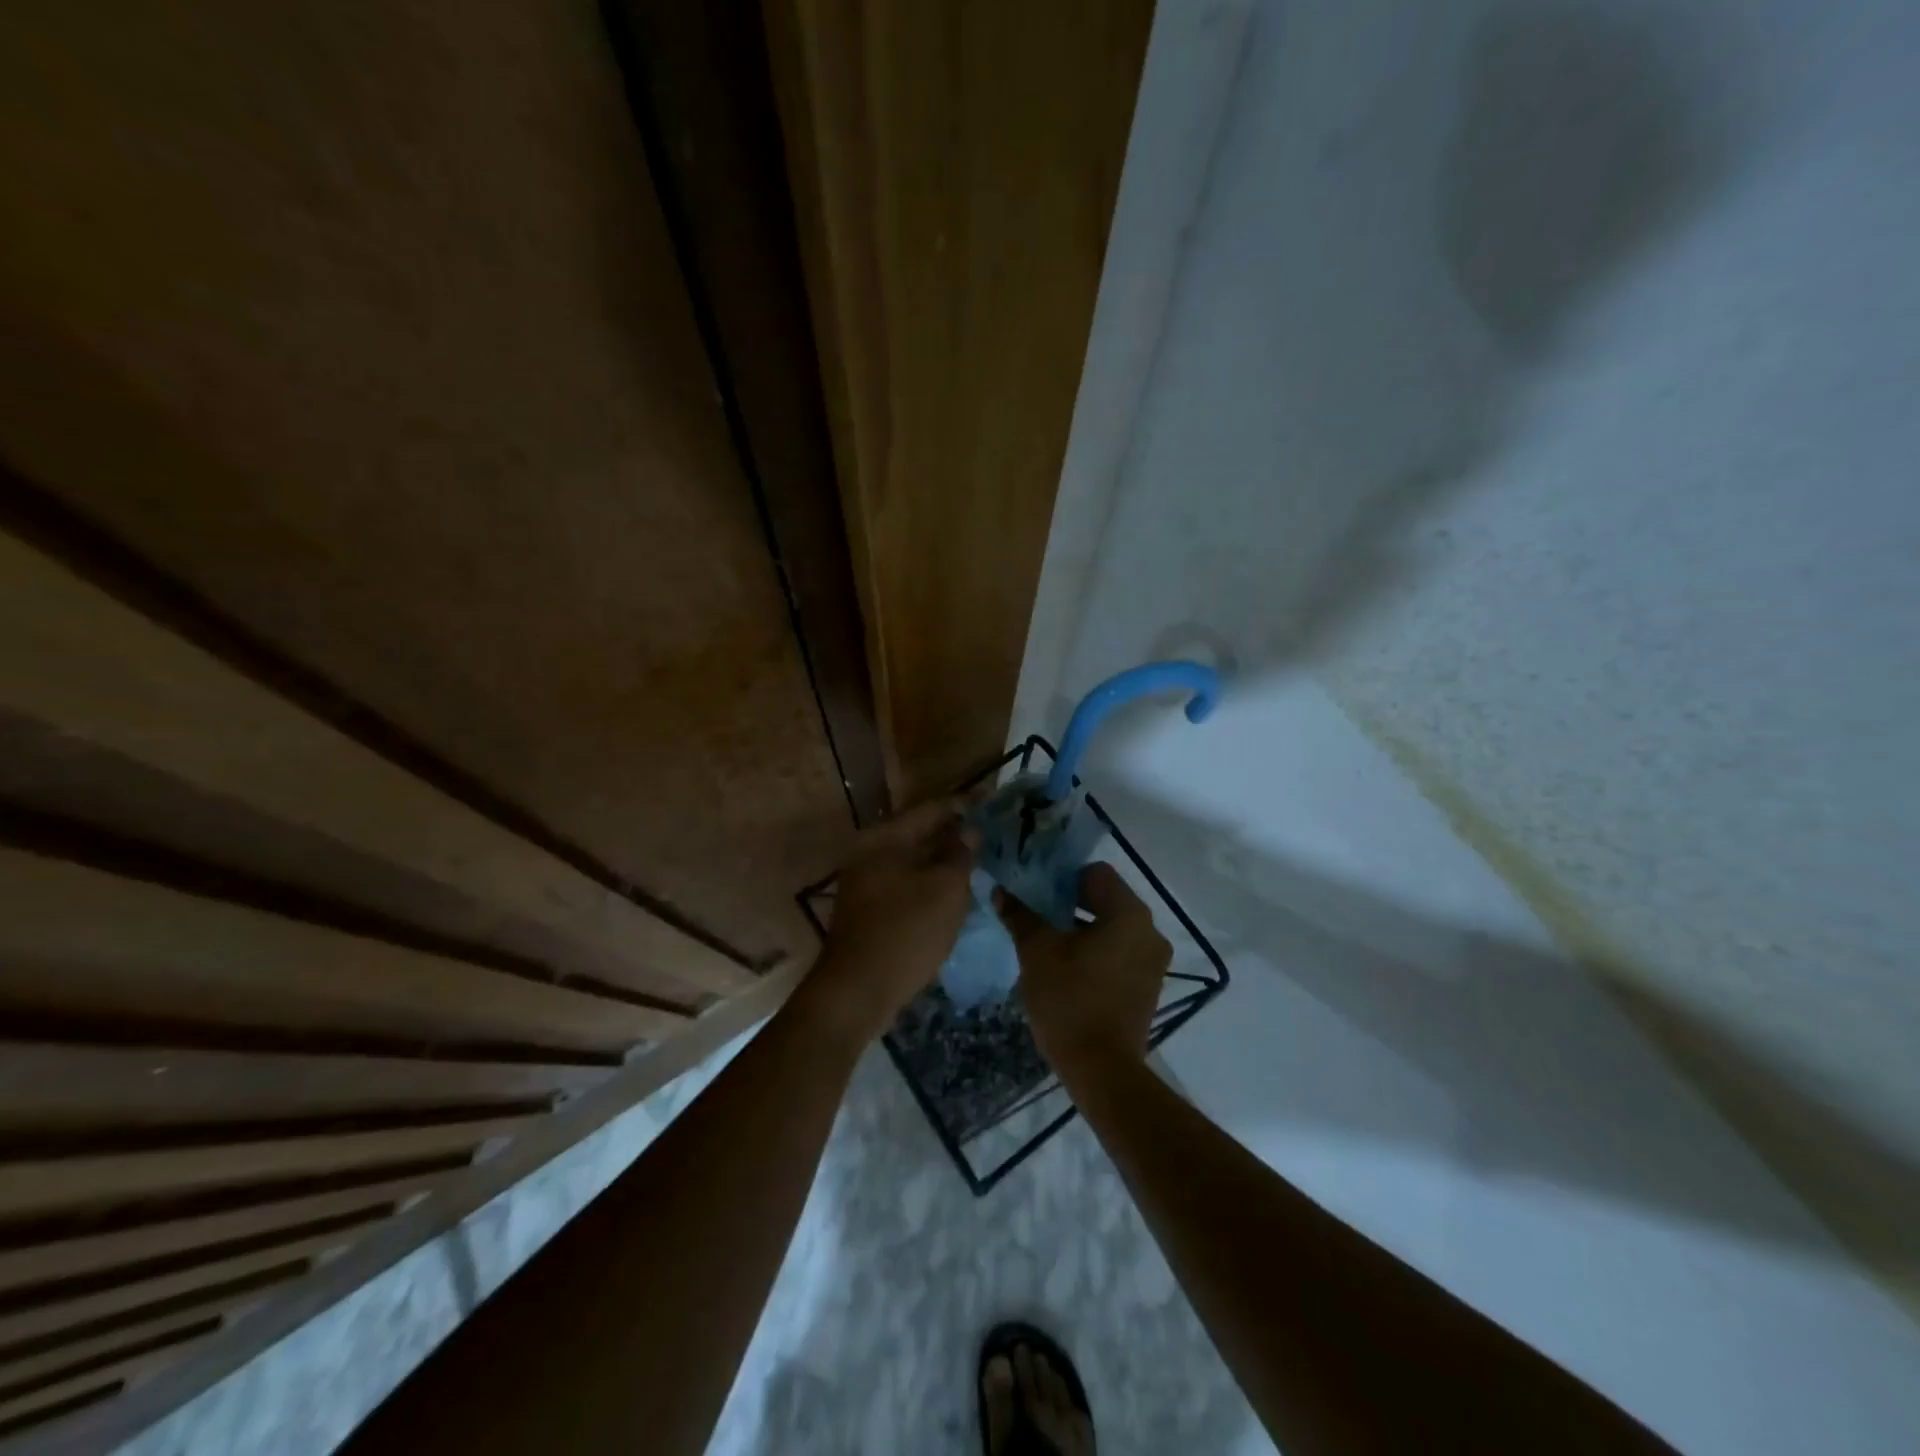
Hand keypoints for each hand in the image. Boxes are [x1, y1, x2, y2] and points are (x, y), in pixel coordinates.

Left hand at [805, 798, 977, 1045]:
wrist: (857, 992)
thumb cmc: (905, 932)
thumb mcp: (945, 889)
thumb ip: (960, 854)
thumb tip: (969, 830)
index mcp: (884, 838)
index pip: (930, 809)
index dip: (963, 806)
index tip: (991, 804)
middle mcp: (869, 852)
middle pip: (919, 834)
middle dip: (954, 835)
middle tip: (990, 837)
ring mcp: (865, 882)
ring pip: (913, 861)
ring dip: (943, 862)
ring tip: (978, 864)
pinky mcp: (868, 909)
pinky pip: (906, 885)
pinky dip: (929, 884)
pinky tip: (953, 894)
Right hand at [995, 862, 1170, 1078]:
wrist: (1101, 1069)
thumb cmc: (1069, 999)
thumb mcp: (1037, 952)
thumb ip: (1020, 915)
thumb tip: (1000, 891)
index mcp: (1129, 913)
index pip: (1096, 873)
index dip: (1063, 878)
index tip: (1037, 894)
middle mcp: (1150, 931)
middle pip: (1106, 899)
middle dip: (1070, 904)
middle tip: (1037, 917)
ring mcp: (1153, 961)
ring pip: (1113, 928)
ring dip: (1083, 930)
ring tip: (1049, 945)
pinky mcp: (1148, 987)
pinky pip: (1120, 953)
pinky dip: (1097, 953)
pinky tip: (1069, 971)